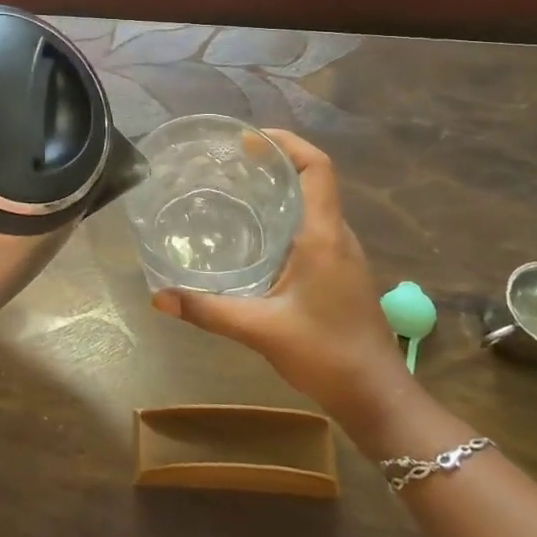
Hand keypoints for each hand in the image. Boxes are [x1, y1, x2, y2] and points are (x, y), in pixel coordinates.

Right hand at [150, 130, 415, 434]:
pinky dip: (285, 216)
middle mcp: (338, 236)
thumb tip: (158, 298)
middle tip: (230, 162)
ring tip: (236, 190)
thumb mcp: (260, 330)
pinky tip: (255, 236)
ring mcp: (343, 255)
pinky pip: (313, 227)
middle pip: (314, 179)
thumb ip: (209, 311)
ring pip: (313, 204)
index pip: (317, 167)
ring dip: (281, 189)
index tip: (248, 139)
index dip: (287, 143)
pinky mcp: (340, 272)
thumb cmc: (326, 354)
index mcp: (324, 236)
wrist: (377, 397)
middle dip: (275, 162)